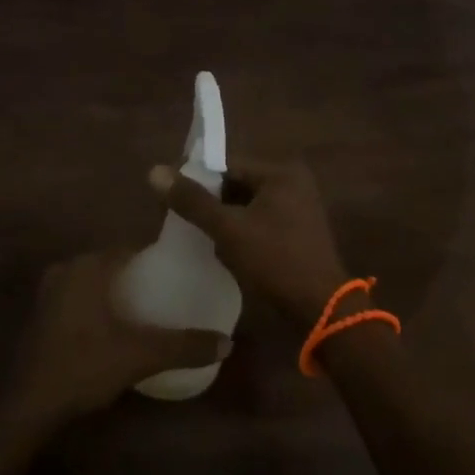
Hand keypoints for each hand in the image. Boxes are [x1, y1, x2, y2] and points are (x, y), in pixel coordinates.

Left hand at [7, 250, 231, 422]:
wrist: (30, 406)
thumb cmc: (85, 367)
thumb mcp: (140, 356)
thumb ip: (184, 346)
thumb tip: (227, 342)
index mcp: (88, 266)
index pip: (131, 248)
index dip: (156, 258)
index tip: (180, 271)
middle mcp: (66, 269)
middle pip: (112, 263)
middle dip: (138, 275)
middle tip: (168, 293)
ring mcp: (49, 291)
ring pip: (93, 281)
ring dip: (116, 291)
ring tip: (147, 310)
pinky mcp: (41, 314)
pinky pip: (78, 297)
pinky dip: (97, 304)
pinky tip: (114, 327)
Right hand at [149, 159, 349, 329]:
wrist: (320, 309)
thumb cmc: (275, 261)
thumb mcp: (228, 229)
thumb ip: (192, 201)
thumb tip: (155, 171)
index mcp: (281, 172)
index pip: (227, 165)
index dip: (197, 180)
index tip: (171, 200)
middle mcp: (293, 183)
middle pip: (237, 185)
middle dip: (210, 203)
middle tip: (182, 222)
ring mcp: (299, 209)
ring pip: (247, 206)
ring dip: (224, 221)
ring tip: (200, 239)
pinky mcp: (298, 233)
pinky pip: (259, 223)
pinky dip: (241, 233)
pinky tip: (224, 252)